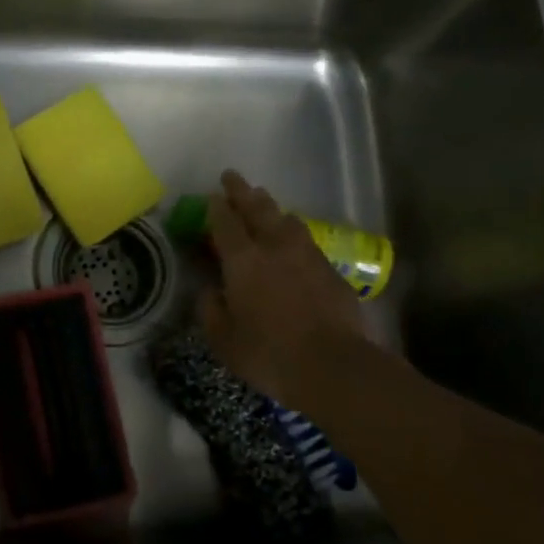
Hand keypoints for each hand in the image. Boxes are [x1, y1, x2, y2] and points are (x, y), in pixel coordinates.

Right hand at [198, 170, 375, 409]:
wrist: (333, 366)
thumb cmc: (268, 354)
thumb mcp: (223, 340)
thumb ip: (211, 310)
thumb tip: (210, 291)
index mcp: (243, 260)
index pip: (225, 223)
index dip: (215, 208)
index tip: (210, 196)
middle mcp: (275, 247)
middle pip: (258, 209)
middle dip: (242, 192)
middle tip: (233, 178)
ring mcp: (308, 256)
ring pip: (287, 220)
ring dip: (272, 209)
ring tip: (265, 203)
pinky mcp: (331, 271)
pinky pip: (307, 242)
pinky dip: (294, 235)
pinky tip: (293, 242)